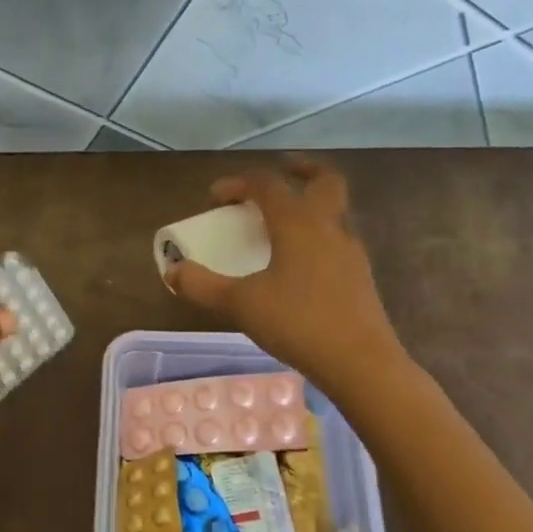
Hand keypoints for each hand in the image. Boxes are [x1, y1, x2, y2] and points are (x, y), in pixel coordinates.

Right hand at [166, 157, 406, 392]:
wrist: (360, 362)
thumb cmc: (298, 324)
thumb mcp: (240, 305)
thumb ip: (202, 286)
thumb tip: (173, 271)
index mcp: (298, 224)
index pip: (267, 185)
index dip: (238, 183)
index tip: (215, 197)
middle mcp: (329, 227)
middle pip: (323, 180)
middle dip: (301, 169)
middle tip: (281, 170)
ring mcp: (350, 251)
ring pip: (334, 210)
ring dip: (311, 203)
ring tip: (284, 222)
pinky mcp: (359, 275)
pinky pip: (337, 239)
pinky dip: (318, 234)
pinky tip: (300, 262)